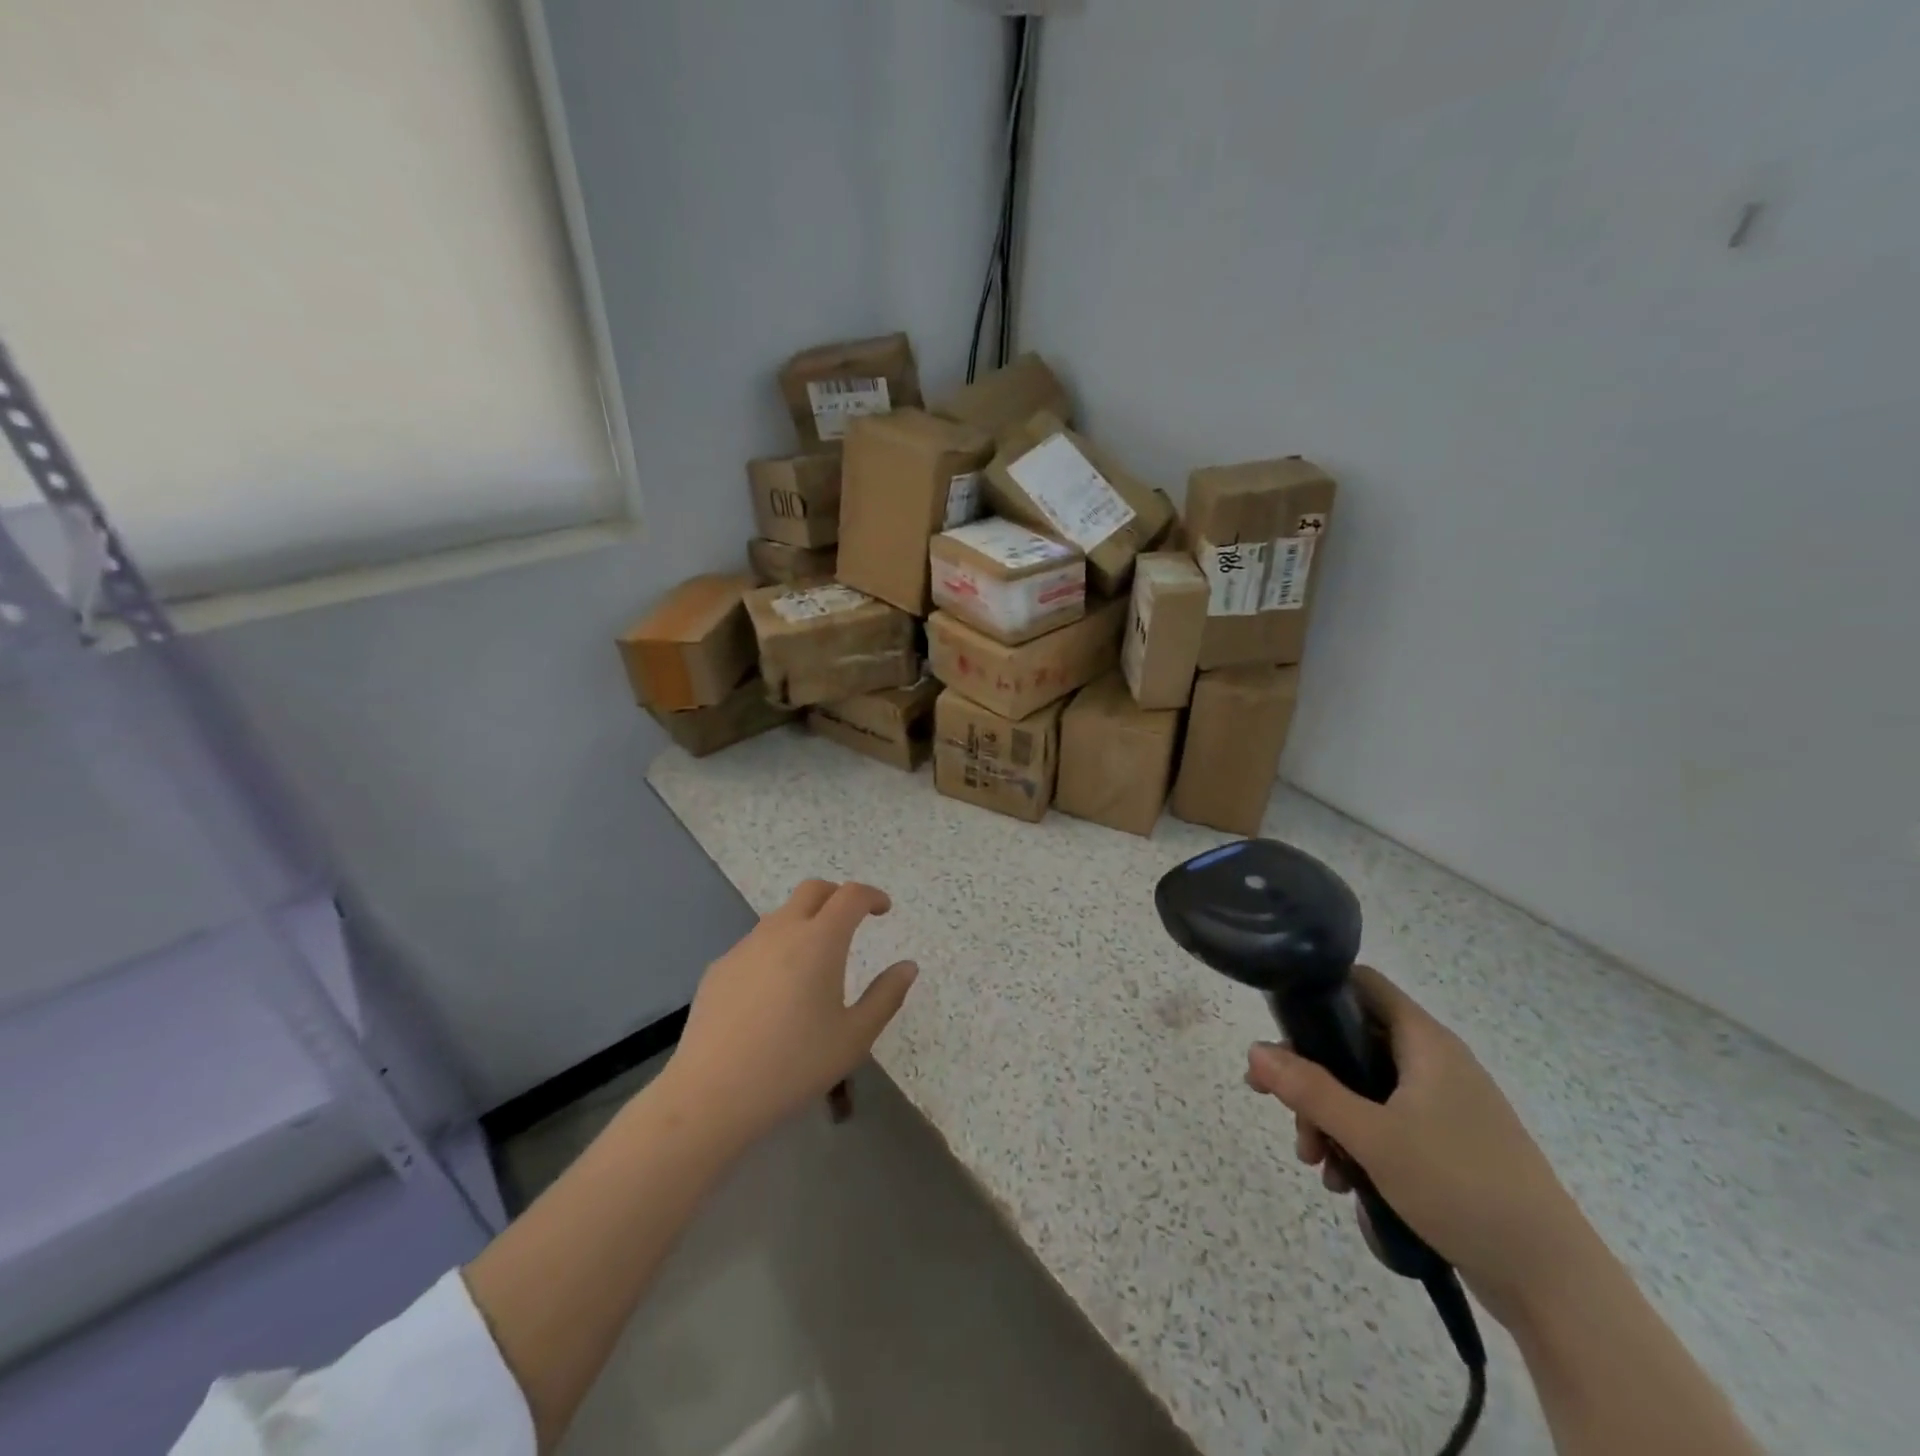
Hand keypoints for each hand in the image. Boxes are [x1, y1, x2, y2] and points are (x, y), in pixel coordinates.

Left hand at [662, 880, 916, 1149]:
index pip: (850, 895)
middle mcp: (781, 931)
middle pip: (813, 890)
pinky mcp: (719, 969)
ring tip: (815, 961)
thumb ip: (886, 996)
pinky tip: (775, 992)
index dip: (871, 895)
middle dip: (837, 896)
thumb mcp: (854, 1037)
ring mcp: (744, 947)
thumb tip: (907, 966)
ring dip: (805, 922)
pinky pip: (756, 944)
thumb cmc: (794, 1065)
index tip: (883, 910)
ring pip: (781, 916)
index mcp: (820, 941)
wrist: (712, 1094)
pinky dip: (776, 949)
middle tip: (852, 921)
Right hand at [1246, 967, 1599, 1330]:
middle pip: (1352, 1043)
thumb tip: (1254, 1051)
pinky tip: (1344, 1182)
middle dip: (1310, 1076)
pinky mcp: (1447, 1145)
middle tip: (1280, 1108)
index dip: (1317, 992)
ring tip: (1315, 1162)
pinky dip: (1358, 1144)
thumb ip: (1309, 1091)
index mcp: (1425, 1042)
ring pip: (1364, 1090)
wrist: (1554, 1283)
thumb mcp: (1374, 1137)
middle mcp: (1433, 1063)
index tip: (1280, 1024)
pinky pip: (1385, 1125)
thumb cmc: (1462, 1187)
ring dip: (1329, 1118)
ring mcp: (1442, 1105)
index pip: (1361, 984)